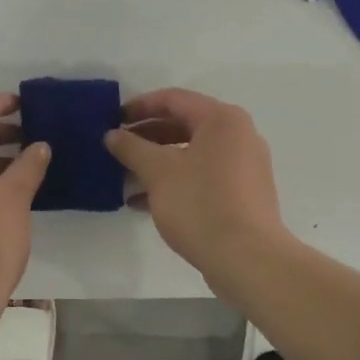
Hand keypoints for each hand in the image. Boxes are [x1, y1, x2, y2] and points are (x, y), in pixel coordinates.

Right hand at [105, 88, 292, 284]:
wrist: (247, 260)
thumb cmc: (201, 204)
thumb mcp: (157, 171)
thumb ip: (131, 148)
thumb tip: (112, 135)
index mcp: (222, 120)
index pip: (174, 99)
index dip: (139, 106)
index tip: (112, 119)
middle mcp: (238, 136)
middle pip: (184, 124)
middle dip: (147, 135)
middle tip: (117, 146)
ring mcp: (244, 167)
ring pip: (191, 153)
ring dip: (157, 160)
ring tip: (125, 174)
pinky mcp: (242, 195)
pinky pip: (202, 176)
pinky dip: (174, 181)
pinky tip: (143, 202)